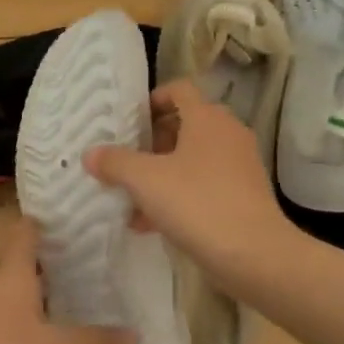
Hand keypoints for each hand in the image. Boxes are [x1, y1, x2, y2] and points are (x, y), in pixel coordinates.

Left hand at [0, 218, 136, 343]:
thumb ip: (99, 342)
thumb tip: (137, 337)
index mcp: (13, 276)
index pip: (26, 232)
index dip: (46, 221)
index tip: (73, 218)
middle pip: (24, 263)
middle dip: (54, 262)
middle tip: (91, 263)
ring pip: (15, 294)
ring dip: (41, 295)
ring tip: (76, 300)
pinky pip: (5, 321)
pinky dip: (27, 323)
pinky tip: (47, 341)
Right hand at [85, 78, 292, 286]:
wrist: (253, 253)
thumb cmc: (197, 203)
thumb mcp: (145, 180)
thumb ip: (115, 163)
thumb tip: (90, 153)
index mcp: (207, 118)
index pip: (179, 90)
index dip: (152, 99)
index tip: (128, 121)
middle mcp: (227, 133)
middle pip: (185, 125)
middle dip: (152, 142)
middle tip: (125, 160)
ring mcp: (239, 165)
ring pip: (192, 160)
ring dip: (161, 174)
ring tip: (130, 197)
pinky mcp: (243, 195)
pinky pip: (203, 186)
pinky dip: (178, 196)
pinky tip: (148, 224)